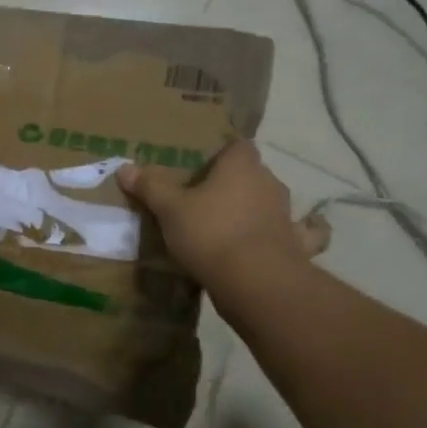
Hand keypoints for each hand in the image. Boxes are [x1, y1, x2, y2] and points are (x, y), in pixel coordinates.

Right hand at [118, 139, 328, 287]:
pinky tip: (287, 239)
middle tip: (208, 198)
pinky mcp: (297, 245)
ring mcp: (287, 214)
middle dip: (236, 182)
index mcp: (240, 166)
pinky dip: (297, 235)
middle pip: (253, 173)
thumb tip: (125, 168)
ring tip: (235, 223)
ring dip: (259, 209)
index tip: (202, 167)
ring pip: (273, 202)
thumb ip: (150, 187)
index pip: (237, 146)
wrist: (254, 281)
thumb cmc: (210, 233)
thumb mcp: (169, 209)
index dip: (221, 154)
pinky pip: (302, 235)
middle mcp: (269, 183)